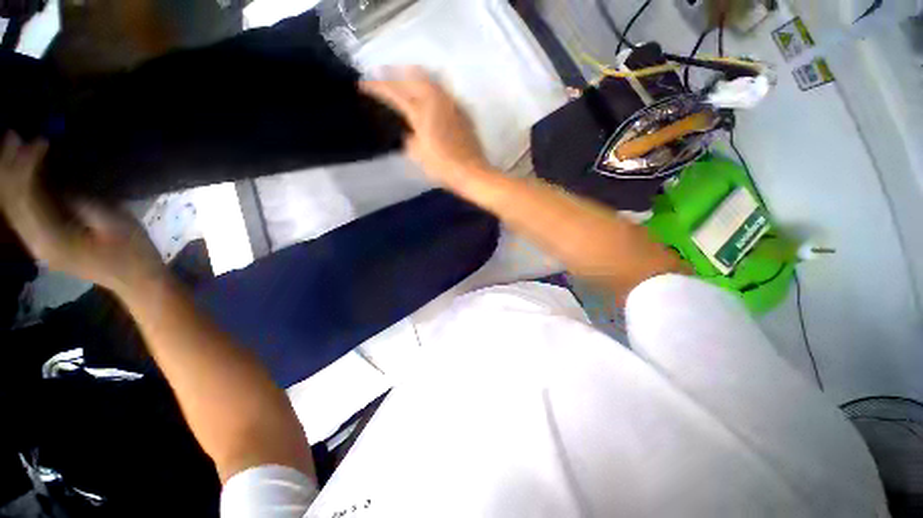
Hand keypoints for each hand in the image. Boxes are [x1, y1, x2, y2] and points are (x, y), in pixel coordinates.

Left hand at [0, 132, 165, 293]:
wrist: (137, 282)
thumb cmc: (134, 254)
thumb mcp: (117, 225)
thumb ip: (86, 204)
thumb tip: (63, 184)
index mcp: (53, 240)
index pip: (27, 198)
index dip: (28, 166)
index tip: (40, 141)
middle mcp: (37, 243)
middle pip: (12, 203)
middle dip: (9, 167)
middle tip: (11, 135)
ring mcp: (39, 245)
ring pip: (13, 208)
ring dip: (9, 177)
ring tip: (10, 148)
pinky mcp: (46, 243)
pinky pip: (23, 214)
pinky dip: (18, 191)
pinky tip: (22, 175)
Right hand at [361, 67, 491, 185]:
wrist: (472, 172)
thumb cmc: (443, 168)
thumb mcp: (418, 155)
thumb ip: (408, 139)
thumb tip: (406, 131)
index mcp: (422, 112)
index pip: (395, 93)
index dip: (377, 87)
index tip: (363, 84)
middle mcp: (436, 101)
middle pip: (412, 78)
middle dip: (395, 75)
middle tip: (383, 77)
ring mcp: (451, 103)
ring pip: (430, 79)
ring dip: (413, 77)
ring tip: (404, 80)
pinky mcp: (462, 110)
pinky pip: (443, 90)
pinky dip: (431, 87)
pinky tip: (428, 95)